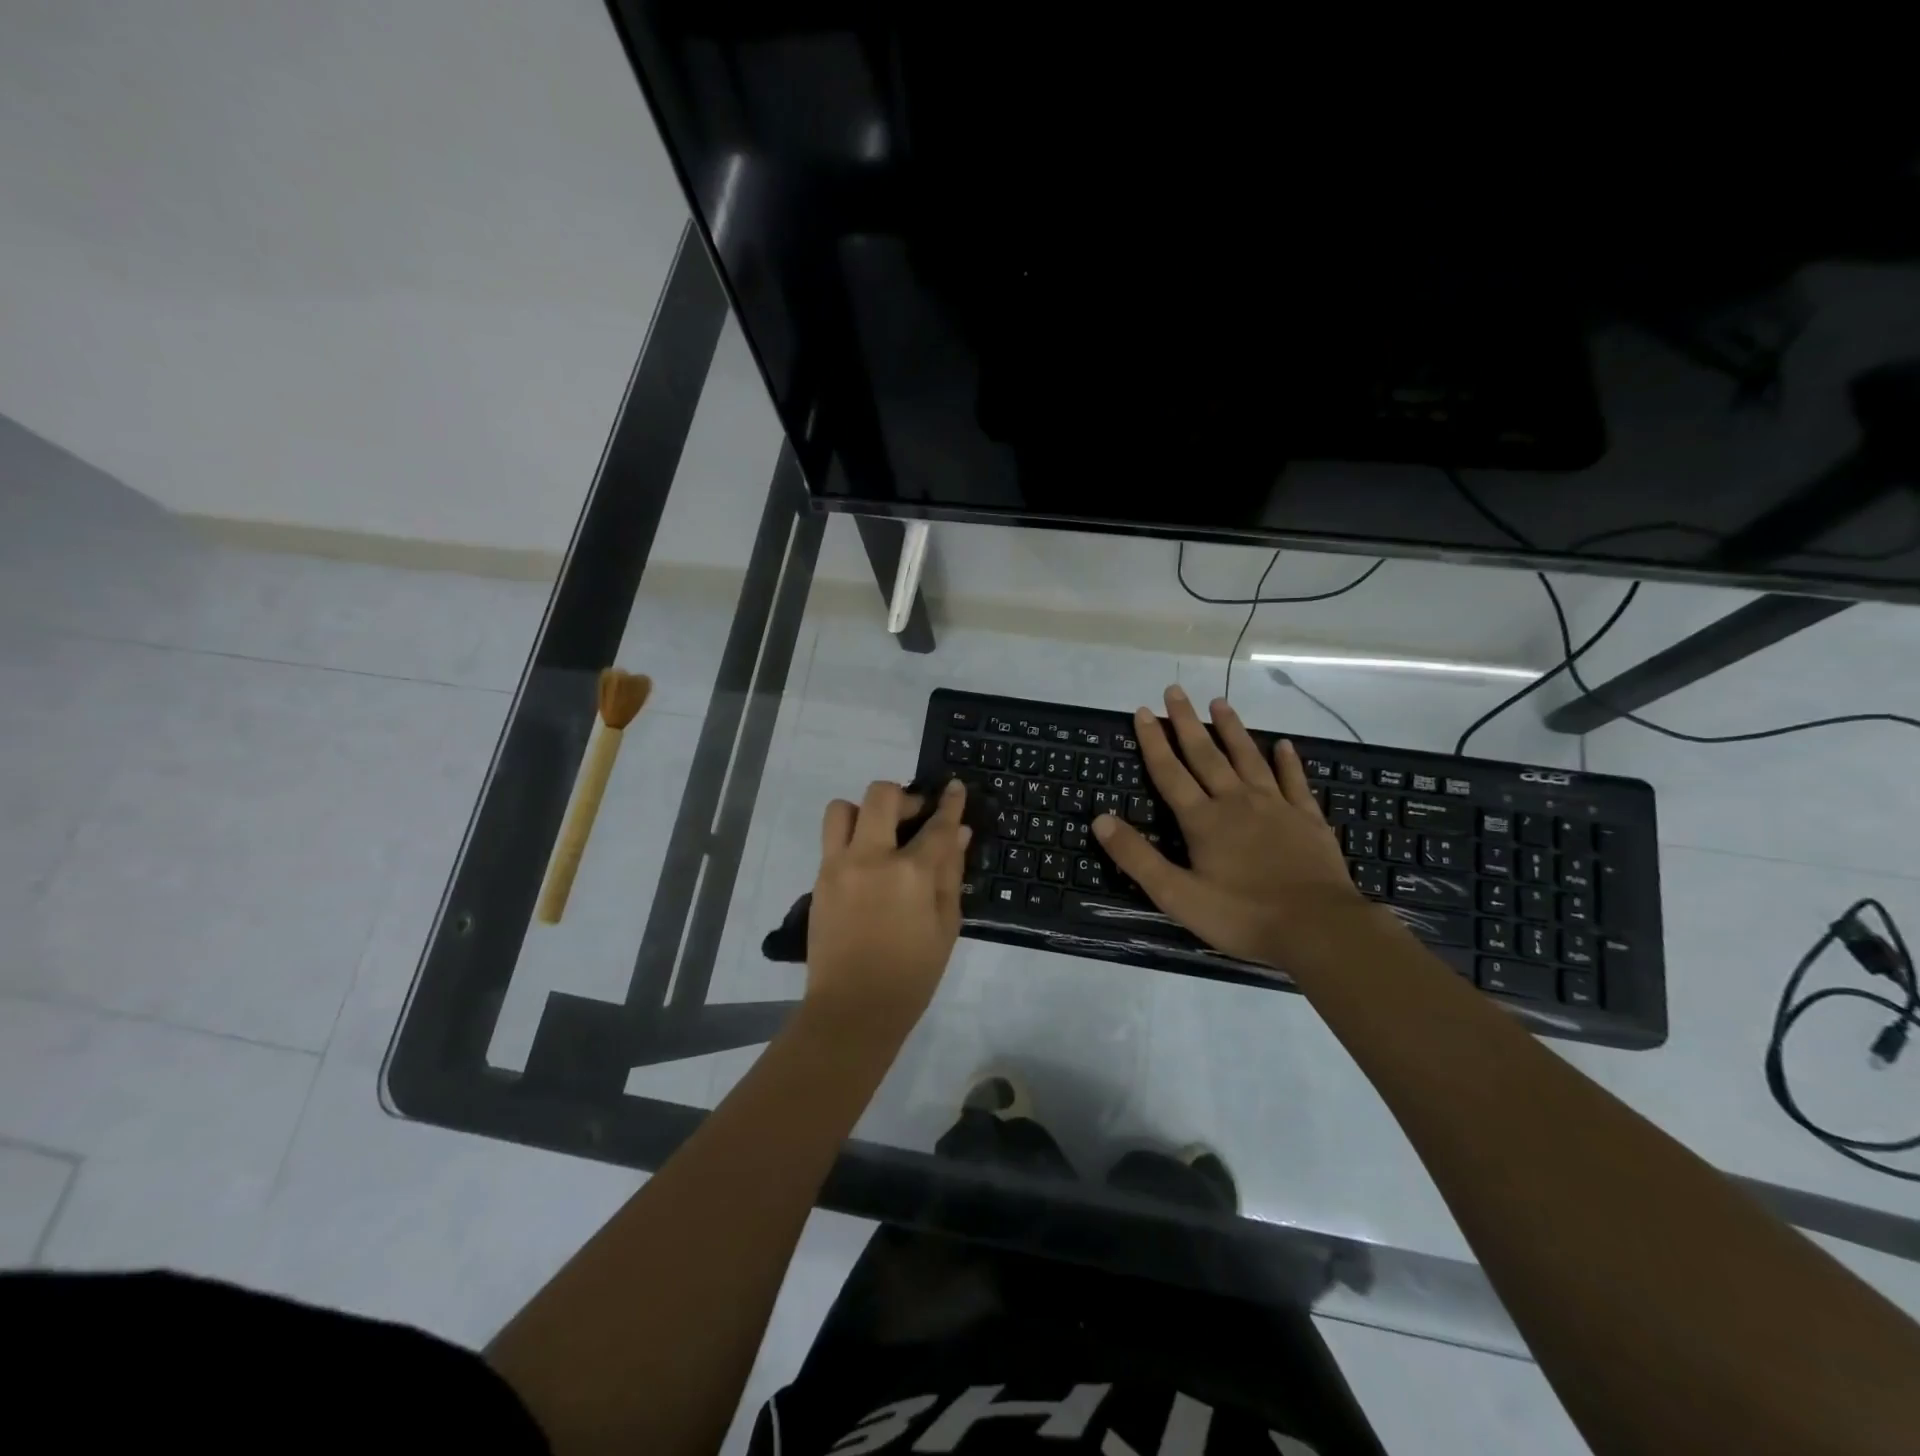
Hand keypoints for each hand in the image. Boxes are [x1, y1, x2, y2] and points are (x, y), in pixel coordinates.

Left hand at [807, 779, 971, 1036]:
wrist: (853, 1009)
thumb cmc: (912, 975)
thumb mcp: (946, 925)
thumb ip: (951, 873)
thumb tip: (958, 834)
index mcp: (911, 873)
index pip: (936, 824)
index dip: (950, 802)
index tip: (955, 787)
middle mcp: (870, 858)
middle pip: (881, 796)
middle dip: (904, 796)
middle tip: (915, 816)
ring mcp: (838, 866)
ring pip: (842, 808)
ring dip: (865, 811)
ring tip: (881, 835)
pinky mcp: (819, 880)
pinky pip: (831, 840)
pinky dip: (851, 838)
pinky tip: (867, 864)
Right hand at [1093, 685, 1384, 968]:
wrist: (1318, 928)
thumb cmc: (1242, 916)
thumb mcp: (1177, 895)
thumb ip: (1137, 857)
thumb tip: (1100, 819)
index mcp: (1203, 820)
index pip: (1170, 773)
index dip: (1153, 742)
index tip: (1142, 711)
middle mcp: (1236, 802)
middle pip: (1206, 755)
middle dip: (1186, 722)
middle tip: (1175, 690)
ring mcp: (1276, 807)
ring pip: (1248, 758)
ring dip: (1232, 730)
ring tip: (1219, 702)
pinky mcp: (1307, 819)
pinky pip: (1294, 781)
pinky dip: (1287, 761)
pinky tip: (1283, 744)